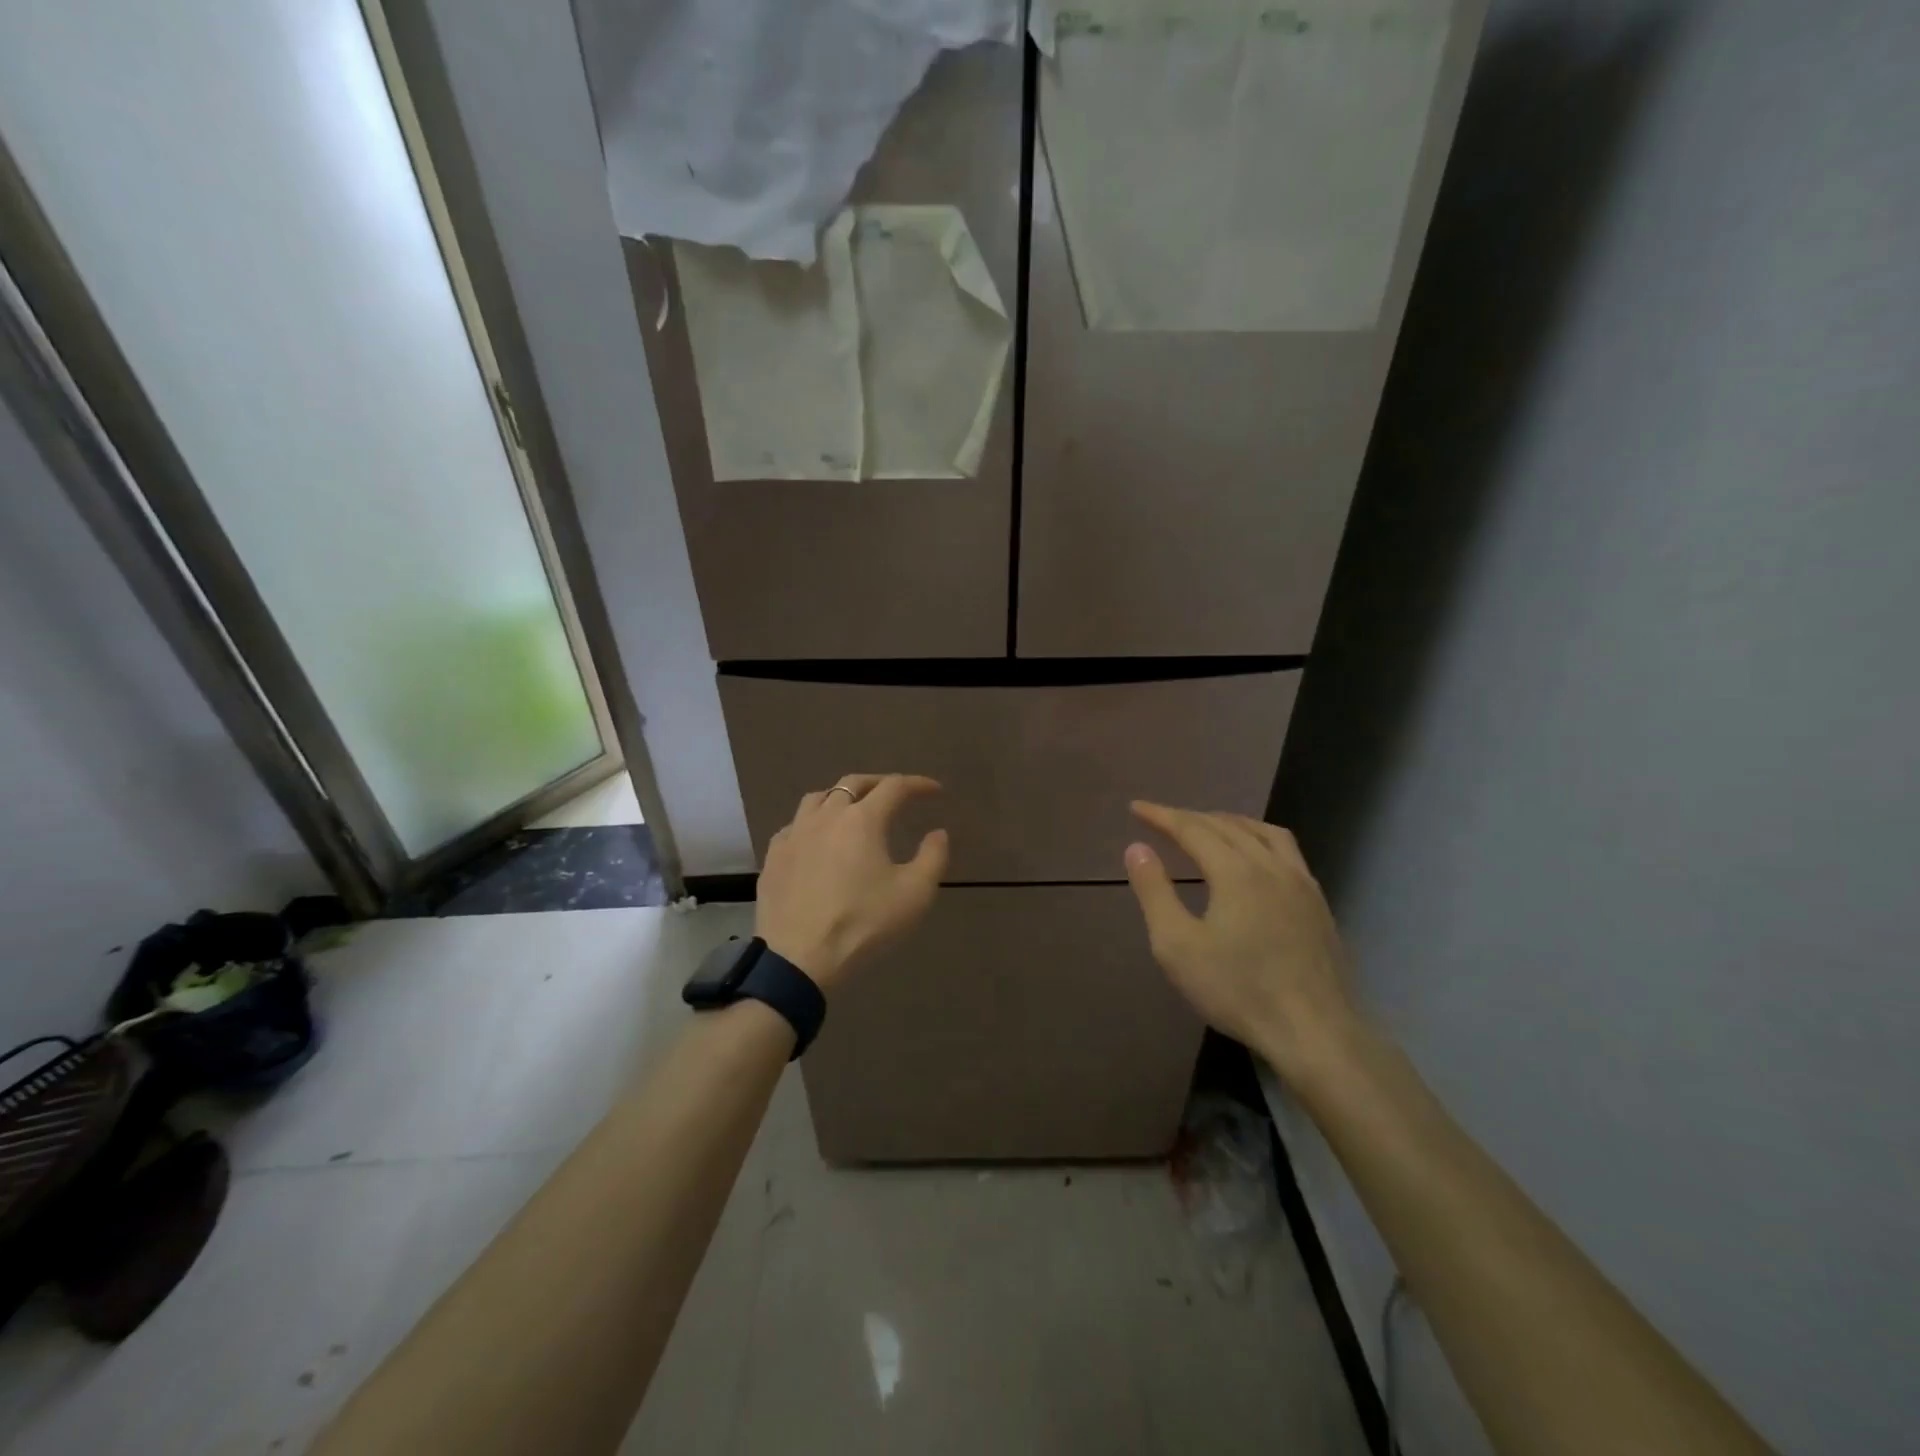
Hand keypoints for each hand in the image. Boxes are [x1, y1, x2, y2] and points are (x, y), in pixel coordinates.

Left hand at [755, 774, 947, 991]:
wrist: (799, 959)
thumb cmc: (863, 924)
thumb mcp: (914, 894)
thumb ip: (933, 857)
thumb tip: (938, 833)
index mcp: (862, 819)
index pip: (894, 786)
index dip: (918, 784)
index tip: (935, 791)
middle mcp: (826, 816)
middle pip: (853, 783)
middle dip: (879, 783)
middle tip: (896, 793)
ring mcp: (794, 834)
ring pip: (818, 799)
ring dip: (841, 797)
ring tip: (853, 811)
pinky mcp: (773, 858)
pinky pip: (794, 826)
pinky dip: (812, 823)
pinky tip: (816, 841)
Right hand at [1122, 802, 1362, 1086]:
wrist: (1314, 1032)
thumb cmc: (1237, 990)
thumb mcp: (1177, 945)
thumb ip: (1154, 892)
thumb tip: (1137, 848)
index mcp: (1236, 871)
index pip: (1192, 829)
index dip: (1162, 816)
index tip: (1136, 808)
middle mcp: (1271, 865)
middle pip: (1227, 825)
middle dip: (1190, 818)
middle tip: (1162, 819)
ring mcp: (1301, 883)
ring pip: (1263, 832)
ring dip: (1230, 821)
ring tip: (1208, 826)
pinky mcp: (1318, 903)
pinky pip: (1286, 851)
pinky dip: (1259, 838)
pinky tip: (1255, 858)